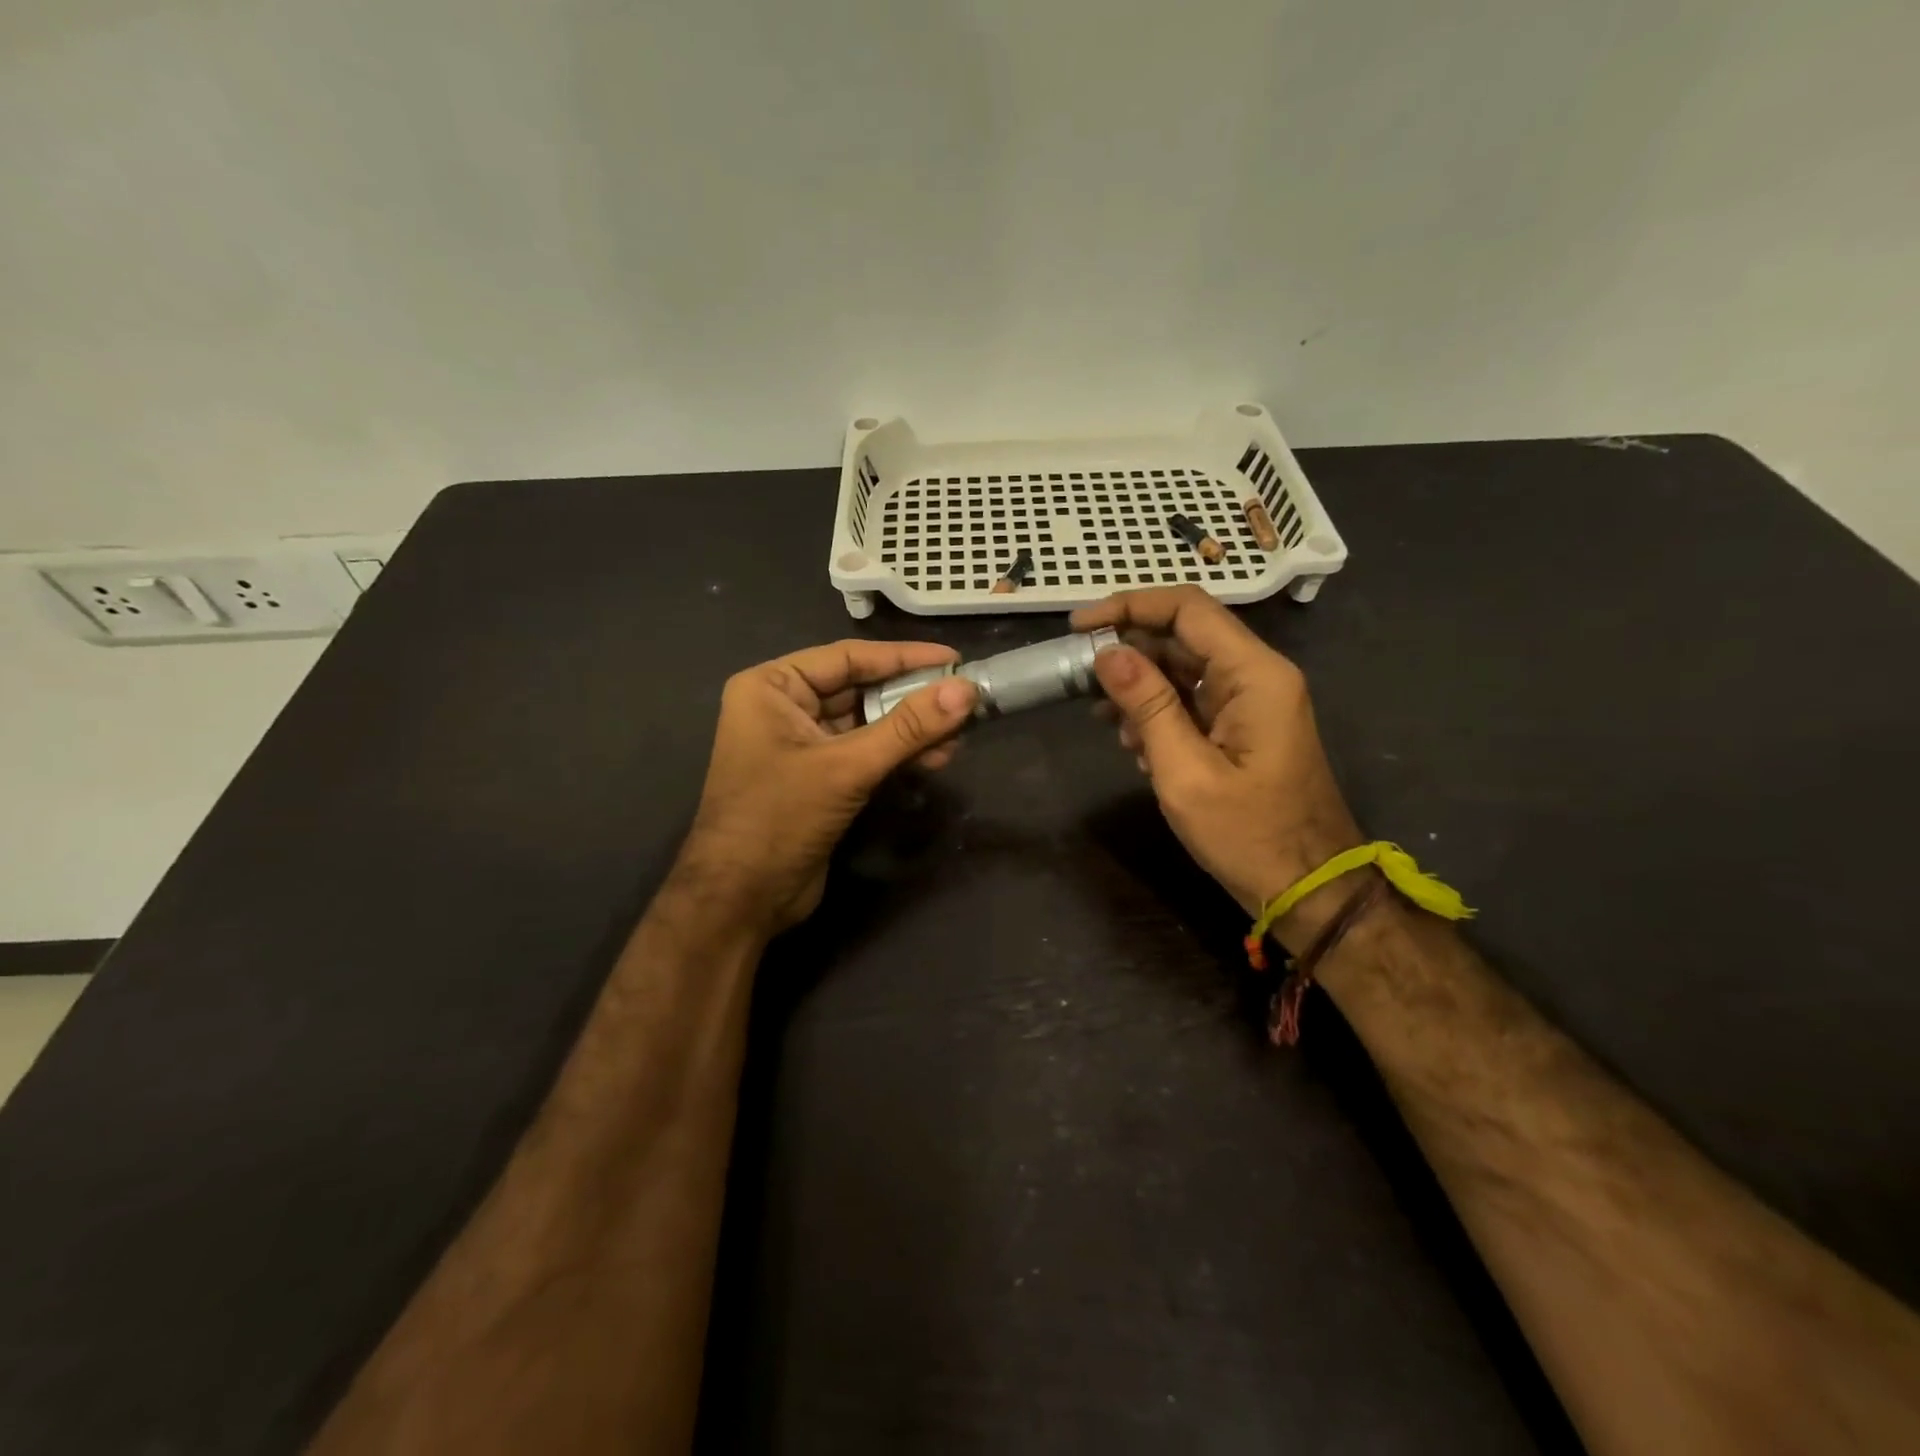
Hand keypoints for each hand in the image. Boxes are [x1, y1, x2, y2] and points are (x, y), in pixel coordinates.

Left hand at [679, 639, 976, 934]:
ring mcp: (802, 744)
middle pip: (860, 689)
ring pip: (867, 723)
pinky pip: (865, 752)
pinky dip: (899, 754)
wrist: (740, 900)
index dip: (904, 657)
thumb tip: (966, 690)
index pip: (848, 658)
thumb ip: (908, 728)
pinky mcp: (819, 778)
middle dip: (912, 697)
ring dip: (911, 729)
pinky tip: (936, 757)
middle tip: (965, 699)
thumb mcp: (846, 767)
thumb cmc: (779, 819)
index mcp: (772, 687)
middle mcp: (784, 707)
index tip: (955, 660)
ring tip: (960, 734)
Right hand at [1071, 587, 1362, 947]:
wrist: (1308, 889)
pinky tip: (1133, 744)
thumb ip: (1147, 705)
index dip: (1129, 606)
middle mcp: (1257, 675)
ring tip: (1103, 720)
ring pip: (1184, 669)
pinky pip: (1193, 700)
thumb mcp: (1185, 771)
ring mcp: (1252, 702)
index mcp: (1254, 674)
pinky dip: (1158, 712)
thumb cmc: (1248, 835)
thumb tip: (1106, 653)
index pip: (1187, 609)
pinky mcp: (1242, 727)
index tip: (1079, 627)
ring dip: (1139, 687)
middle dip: (1129, 652)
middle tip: (1079, 679)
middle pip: (1183, 636)